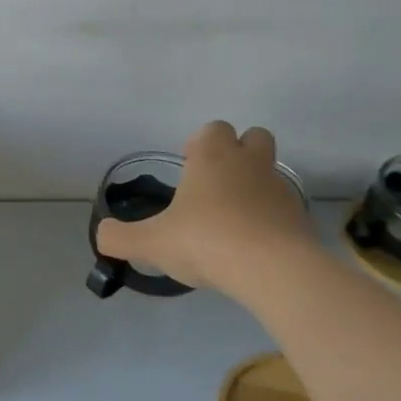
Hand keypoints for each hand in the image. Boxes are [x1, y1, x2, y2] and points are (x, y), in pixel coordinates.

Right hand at [95, 123, 317, 292]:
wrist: (273, 270)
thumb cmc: (206, 241)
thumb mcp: (151, 243)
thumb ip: (120, 237)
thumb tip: (101, 236)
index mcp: (212, 157)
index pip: (212, 129)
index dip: (200, 144)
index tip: (188, 169)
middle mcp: (249, 163)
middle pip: (253, 137)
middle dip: (237, 152)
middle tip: (214, 185)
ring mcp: (279, 189)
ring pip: (270, 172)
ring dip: (254, 185)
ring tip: (233, 218)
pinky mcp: (299, 218)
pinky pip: (283, 208)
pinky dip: (270, 218)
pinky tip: (253, 245)